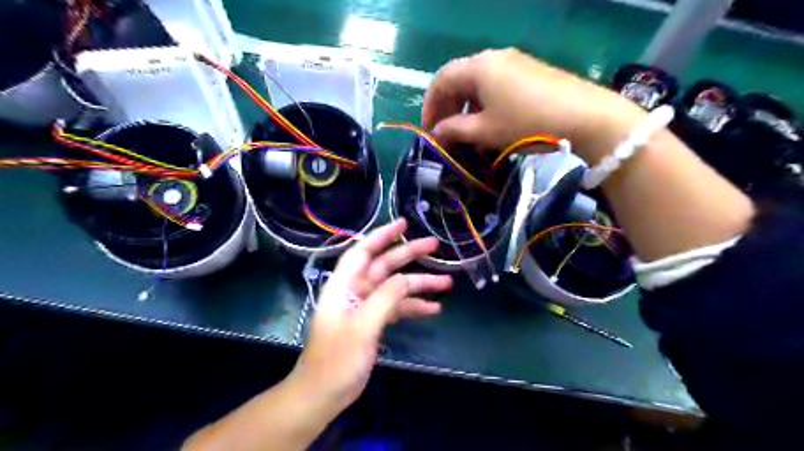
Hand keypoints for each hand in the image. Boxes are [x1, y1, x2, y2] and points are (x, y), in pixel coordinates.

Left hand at [287, 218, 451, 415]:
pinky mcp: (373, 323)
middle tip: (435, 245)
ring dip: (419, 284)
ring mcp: (365, 307)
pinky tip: (434, 309)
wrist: (322, 395)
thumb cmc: (336, 360)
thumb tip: (407, 278)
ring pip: (395, 288)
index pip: (363, 251)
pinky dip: (414, 307)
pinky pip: (396, 308)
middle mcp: (355, 291)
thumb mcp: (362, 327)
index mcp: (343, 285)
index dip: (382, 235)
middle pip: (384, 266)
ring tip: (447, 281)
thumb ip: (385, 299)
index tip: (404, 223)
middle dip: (409, 255)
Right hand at [423, 48, 644, 154]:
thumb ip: (455, 130)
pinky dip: (485, 105)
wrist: (584, 117)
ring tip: (467, 134)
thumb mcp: (485, 131)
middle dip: (448, 107)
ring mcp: (515, 63)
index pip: (441, 80)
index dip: (430, 105)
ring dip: (466, 108)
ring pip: (478, 84)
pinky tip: (490, 125)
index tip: (429, 130)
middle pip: (459, 80)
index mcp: (479, 67)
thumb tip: (437, 133)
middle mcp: (494, 58)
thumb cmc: (526, 124)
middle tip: (446, 134)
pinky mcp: (530, 73)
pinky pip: (496, 86)